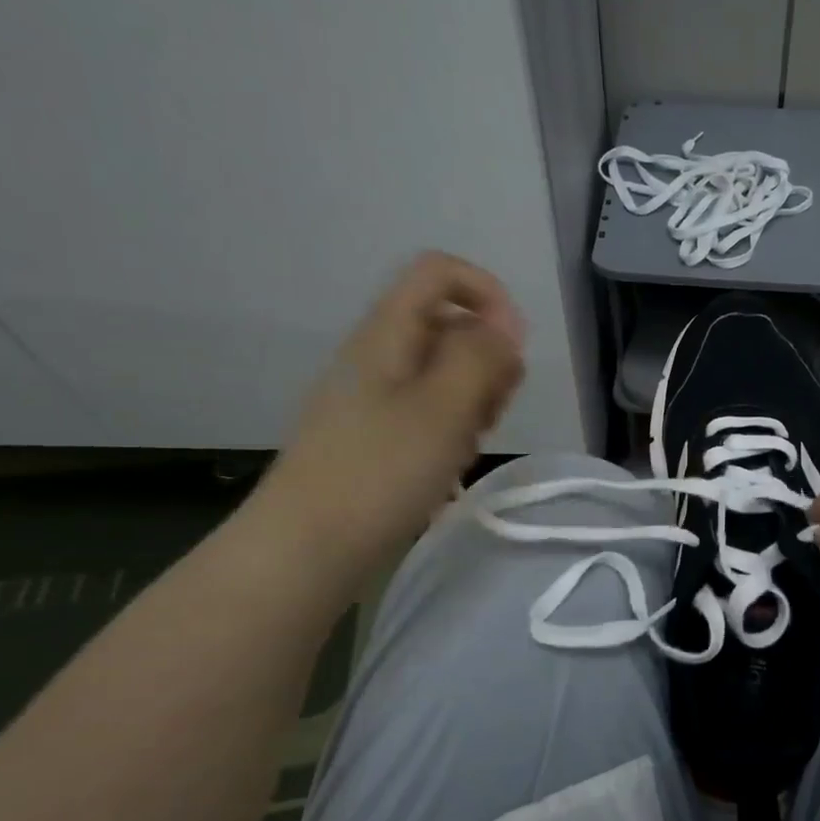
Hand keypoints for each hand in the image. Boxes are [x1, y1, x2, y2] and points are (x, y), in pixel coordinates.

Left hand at [255, 252, 524, 579]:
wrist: (306, 548)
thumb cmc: (380, 471)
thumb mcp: (444, 407)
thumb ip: (482, 355)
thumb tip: (506, 324)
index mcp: (388, 334)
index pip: (440, 272)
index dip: (487, 294)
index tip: (513, 346)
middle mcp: (380, 354)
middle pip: (450, 323)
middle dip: (488, 359)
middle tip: (493, 408)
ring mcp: (375, 396)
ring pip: (445, 371)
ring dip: (475, 398)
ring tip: (470, 443)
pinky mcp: (377, 434)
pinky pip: (430, 410)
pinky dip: (453, 427)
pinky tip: (450, 464)